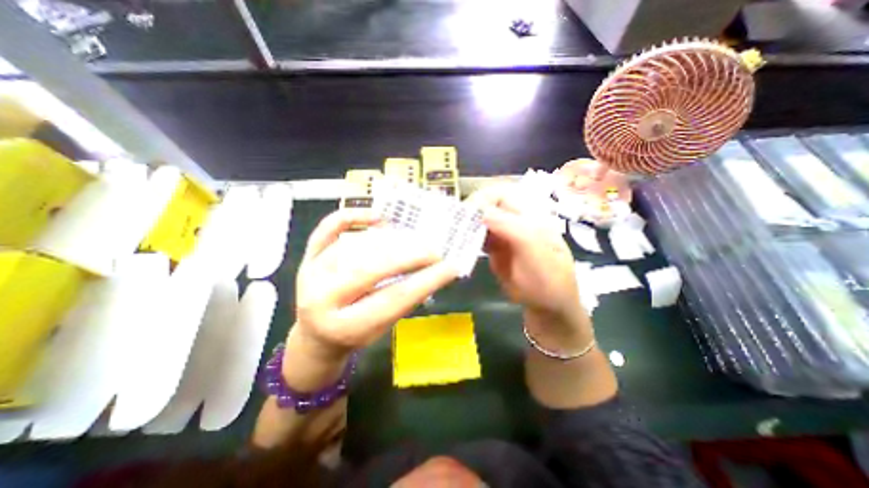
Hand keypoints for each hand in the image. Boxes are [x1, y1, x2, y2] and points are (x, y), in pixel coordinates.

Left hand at [288, 208, 460, 367]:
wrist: (315, 335)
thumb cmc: (354, 334)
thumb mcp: (382, 328)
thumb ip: (402, 300)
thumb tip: (430, 270)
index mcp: (345, 326)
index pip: (394, 298)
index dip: (426, 281)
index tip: (451, 267)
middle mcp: (323, 299)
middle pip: (372, 269)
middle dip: (409, 257)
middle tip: (434, 251)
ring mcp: (311, 273)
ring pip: (355, 246)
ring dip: (389, 241)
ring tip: (412, 241)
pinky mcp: (307, 256)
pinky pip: (328, 229)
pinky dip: (353, 217)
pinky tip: (378, 217)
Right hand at [468, 181, 590, 344]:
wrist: (547, 306)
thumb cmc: (548, 280)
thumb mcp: (535, 252)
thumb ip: (512, 228)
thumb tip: (481, 212)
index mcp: (529, 215)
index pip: (501, 194)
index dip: (483, 199)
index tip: (468, 215)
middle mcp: (514, 220)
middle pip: (487, 204)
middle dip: (470, 212)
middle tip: (457, 227)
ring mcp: (503, 234)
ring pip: (479, 220)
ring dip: (466, 225)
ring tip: (454, 236)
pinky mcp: (494, 247)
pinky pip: (477, 236)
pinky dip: (467, 238)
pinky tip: (461, 246)